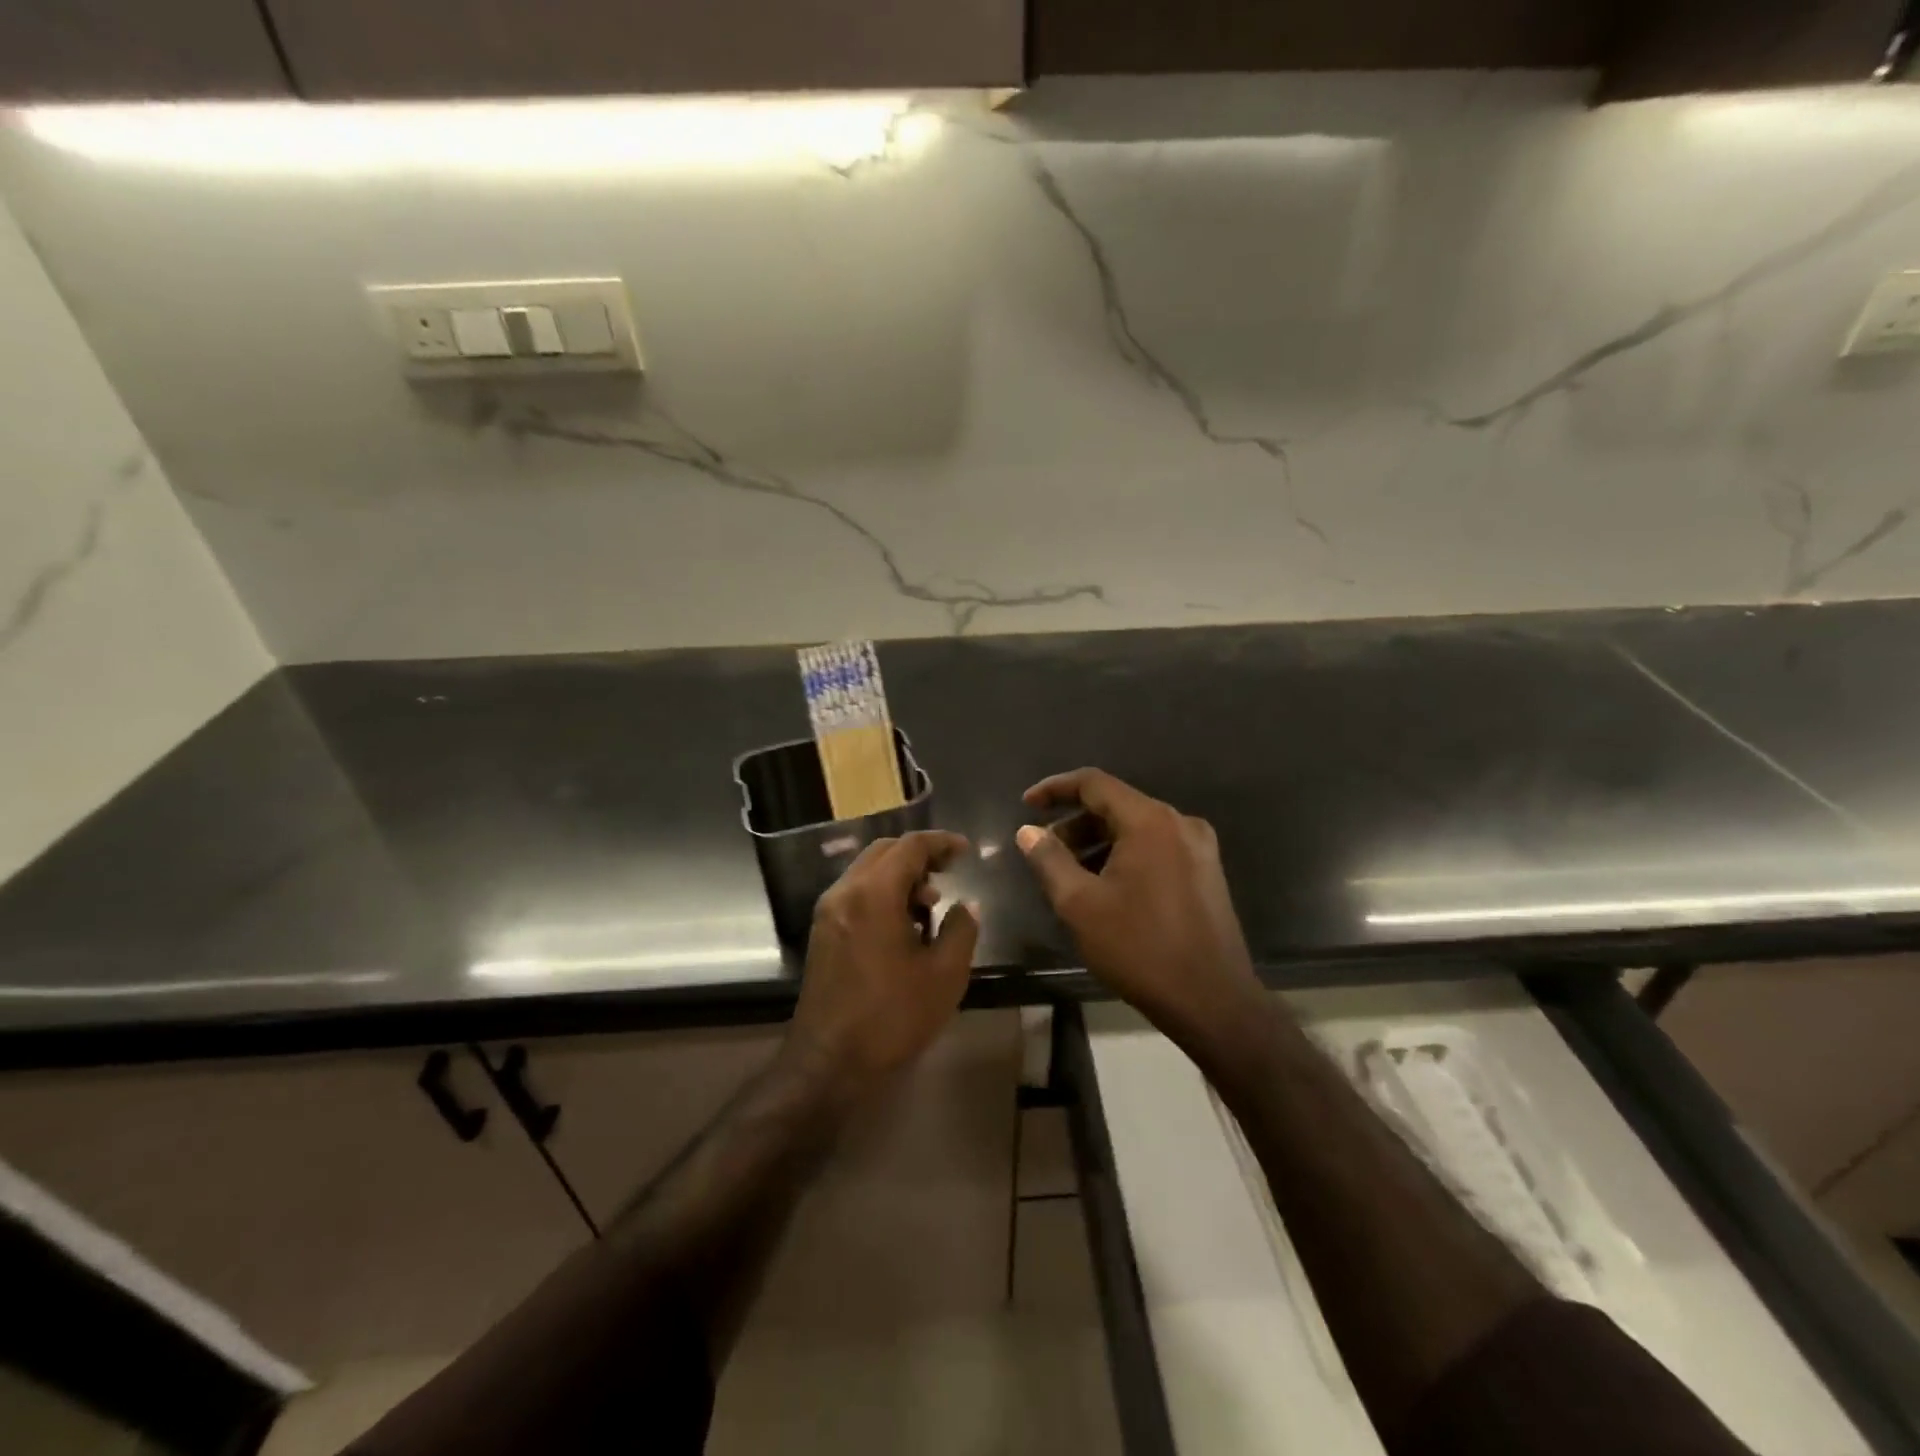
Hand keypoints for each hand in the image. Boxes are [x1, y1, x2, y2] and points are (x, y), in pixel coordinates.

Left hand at [786, 831, 979, 1097]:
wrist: (829, 1063)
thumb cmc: (892, 1016)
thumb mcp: (944, 975)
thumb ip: (961, 929)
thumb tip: (966, 905)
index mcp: (874, 893)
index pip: (910, 846)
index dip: (942, 842)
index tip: (965, 851)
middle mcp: (845, 892)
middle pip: (884, 852)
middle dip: (919, 855)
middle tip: (949, 871)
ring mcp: (828, 912)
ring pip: (867, 872)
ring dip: (900, 876)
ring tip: (930, 906)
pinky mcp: (822, 933)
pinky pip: (856, 894)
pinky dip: (882, 894)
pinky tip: (903, 926)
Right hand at [1017, 769, 1262, 1046]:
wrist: (1211, 1001)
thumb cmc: (1139, 947)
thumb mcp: (1080, 904)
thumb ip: (1049, 860)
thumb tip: (1028, 832)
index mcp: (1150, 821)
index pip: (1094, 783)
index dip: (1055, 788)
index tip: (1027, 805)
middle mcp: (1179, 823)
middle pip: (1117, 805)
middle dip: (1075, 822)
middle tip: (1044, 849)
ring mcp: (1199, 848)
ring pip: (1136, 829)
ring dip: (1098, 842)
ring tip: (1069, 873)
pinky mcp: (1206, 872)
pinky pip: (1156, 848)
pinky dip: (1124, 855)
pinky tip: (1105, 886)